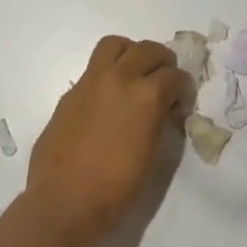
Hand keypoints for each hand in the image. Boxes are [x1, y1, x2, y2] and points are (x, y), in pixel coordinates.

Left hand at [27, 36, 186, 242]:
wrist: (64, 201)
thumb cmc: (116, 188)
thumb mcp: (152, 154)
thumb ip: (159, 121)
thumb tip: (162, 109)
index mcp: (147, 96)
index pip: (175, 75)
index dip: (183, 87)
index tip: (182, 100)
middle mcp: (121, 78)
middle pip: (147, 49)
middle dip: (162, 61)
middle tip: (164, 78)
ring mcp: (91, 82)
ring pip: (115, 45)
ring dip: (130, 52)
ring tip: (134, 72)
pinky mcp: (71, 92)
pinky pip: (93, 68)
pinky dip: (107, 73)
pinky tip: (108, 98)